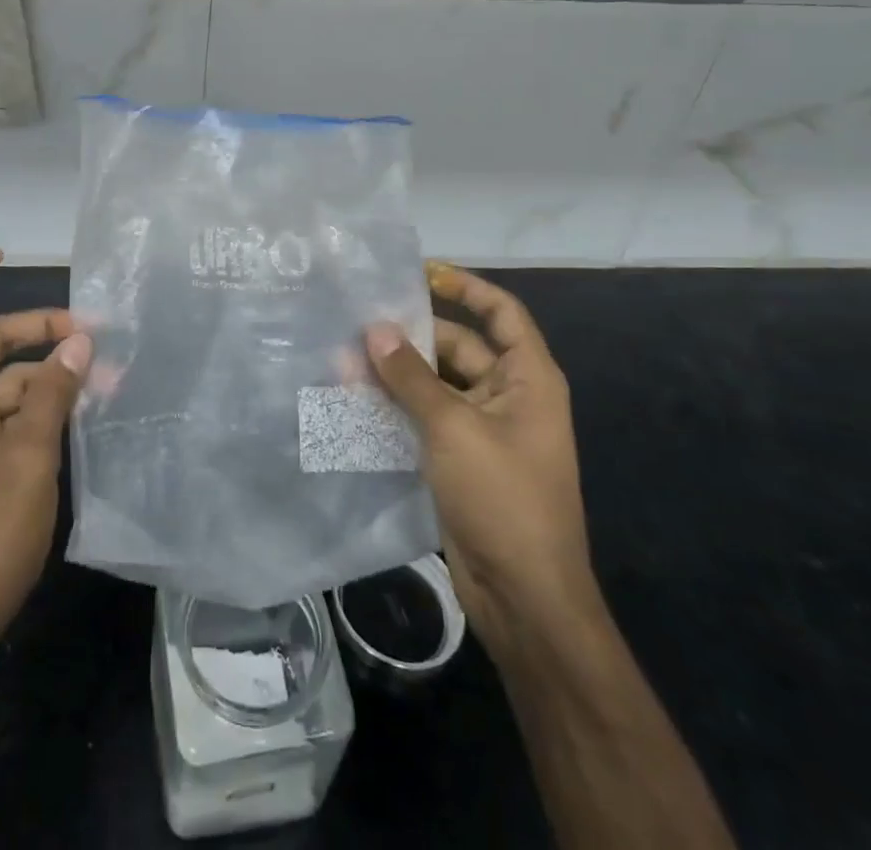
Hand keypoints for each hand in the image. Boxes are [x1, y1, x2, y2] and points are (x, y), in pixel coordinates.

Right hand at [365, 263, 596, 647]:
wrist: (523, 596)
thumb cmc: (503, 497)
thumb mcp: (454, 428)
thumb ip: (410, 376)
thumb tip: (374, 329)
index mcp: (528, 378)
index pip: (502, 312)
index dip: (466, 287)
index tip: (421, 274)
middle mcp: (507, 396)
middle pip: (458, 346)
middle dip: (411, 336)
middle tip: (357, 322)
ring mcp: (481, 429)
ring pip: (434, 384)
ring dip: (395, 373)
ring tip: (343, 357)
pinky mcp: (458, 458)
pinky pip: (424, 417)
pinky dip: (394, 406)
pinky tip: (353, 398)